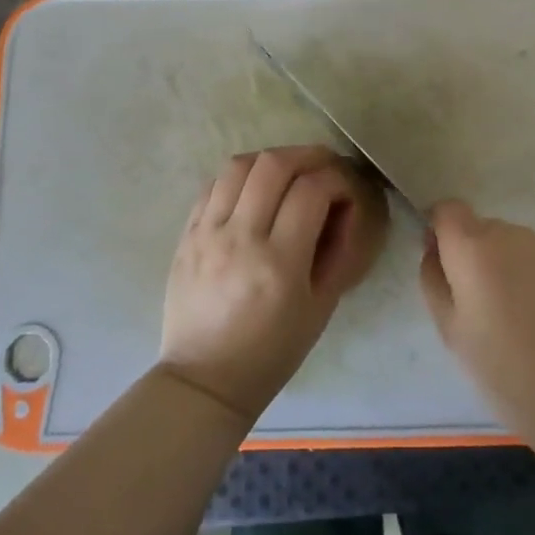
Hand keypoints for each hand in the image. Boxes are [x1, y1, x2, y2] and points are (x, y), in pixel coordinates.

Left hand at [159, 146, 389, 423]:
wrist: (204, 379)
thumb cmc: (272, 352)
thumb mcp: (320, 308)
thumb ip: (337, 252)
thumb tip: (346, 208)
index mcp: (279, 263)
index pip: (312, 191)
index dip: (337, 180)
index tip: (347, 189)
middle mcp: (240, 238)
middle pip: (273, 165)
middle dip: (307, 156)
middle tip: (324, 166)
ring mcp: (207, 233)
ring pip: (239, 165)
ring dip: (271, 160)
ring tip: (289, 171)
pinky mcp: (186, 234)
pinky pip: (212, 185)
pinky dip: (240, 176)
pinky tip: (253, 189)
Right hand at [419, 200, 534, 445]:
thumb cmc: (504, 368)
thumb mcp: (450, 330)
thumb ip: (434, 280)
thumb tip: (435, 251)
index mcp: (473, 247)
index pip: (448, 210)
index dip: (442, 231)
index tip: (446, 264)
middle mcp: (512, 234)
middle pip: (484, 230)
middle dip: (479, 256)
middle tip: (486, 306)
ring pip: (519, 246)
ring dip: (513, 267)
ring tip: (525, 317)